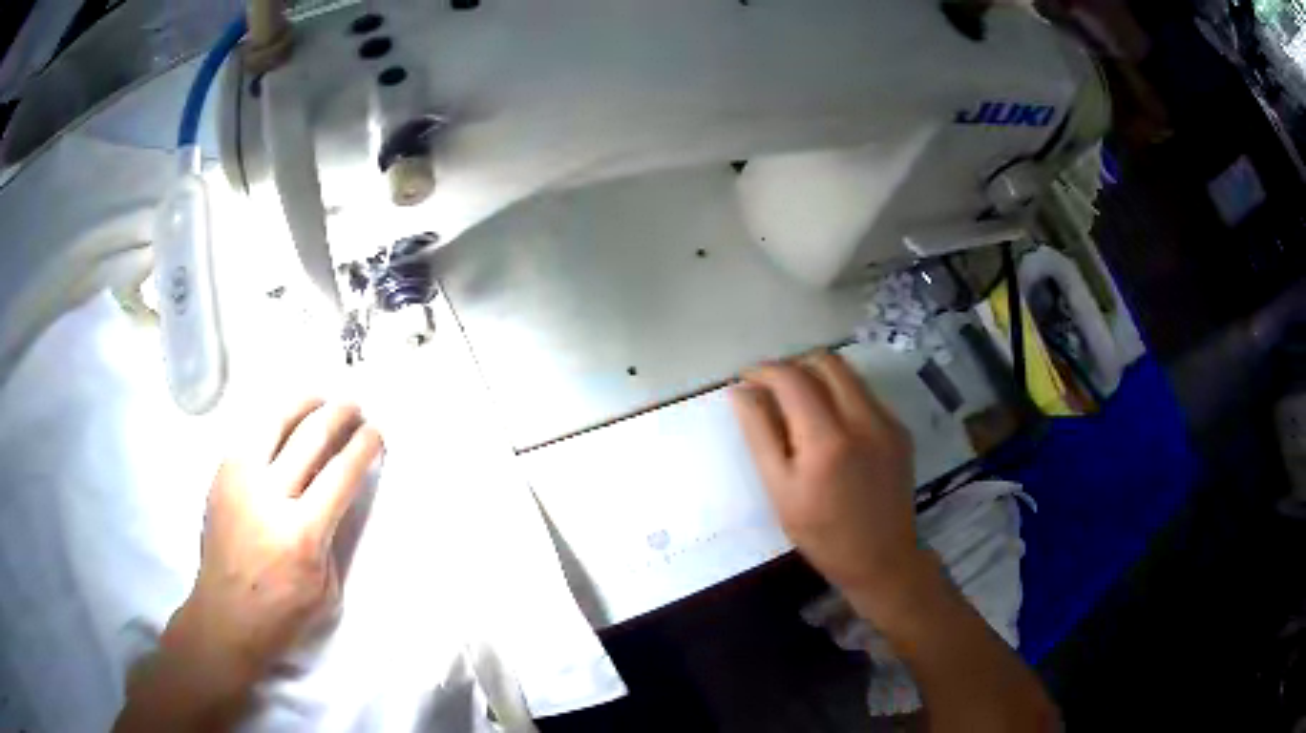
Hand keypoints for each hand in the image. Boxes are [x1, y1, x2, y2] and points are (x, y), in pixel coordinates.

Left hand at [166, 400, 383, 695]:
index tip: (375, 433)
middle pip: (310, 437)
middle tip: (354, 407)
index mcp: (301, 533)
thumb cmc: (282, 613)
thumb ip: (331, 537)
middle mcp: (268, 497)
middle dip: (339, 415)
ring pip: (273, 421)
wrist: (225, 616)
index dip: (363, 447)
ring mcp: (239, 481)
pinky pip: (249, 436)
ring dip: (302, 404)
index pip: (340, 474)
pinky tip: (283, 423)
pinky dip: (272, 422)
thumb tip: (334, 495)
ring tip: (319, 398)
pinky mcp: (220, 477)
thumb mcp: (326, 588)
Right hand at [730, 352, 930, 617]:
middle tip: (771, 389)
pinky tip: (830, 427)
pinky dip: (840, 395)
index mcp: (827, 439)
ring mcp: (888, 422)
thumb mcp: (780, 490)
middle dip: (793, 365)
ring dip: (818, 376)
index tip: (746, 378)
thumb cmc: (822, 534)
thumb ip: (759, 435)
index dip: (764, 370)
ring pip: (848, 374)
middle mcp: (863, 419)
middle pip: (825, 361)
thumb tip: (741, 391)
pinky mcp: (900, 430)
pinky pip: (865, 395)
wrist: (881, 558)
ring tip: (797, 403)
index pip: (792, 378)